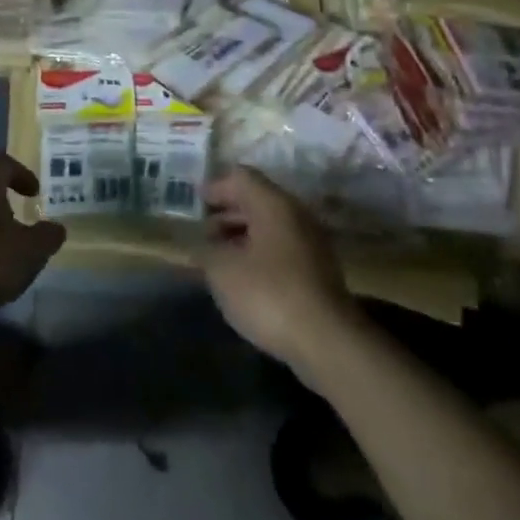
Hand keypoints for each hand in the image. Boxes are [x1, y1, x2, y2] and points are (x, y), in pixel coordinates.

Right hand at [199, 166, 358, 373]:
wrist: (326, 341)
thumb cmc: (268, 294)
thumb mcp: (223, 270)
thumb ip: (206, 249)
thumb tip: (200, 244)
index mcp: (274, 204)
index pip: (241, 177)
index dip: (214, 187)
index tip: (193, 203)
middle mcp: (296, 214)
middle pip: (256, 199)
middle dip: (226, 212)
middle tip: (201, 231)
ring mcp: (311, 242)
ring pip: (269, 225)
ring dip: (241, 235)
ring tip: (217, 256)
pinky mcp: (317, 270)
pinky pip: (281, 247)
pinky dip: (258, 252)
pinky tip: (242, 277)